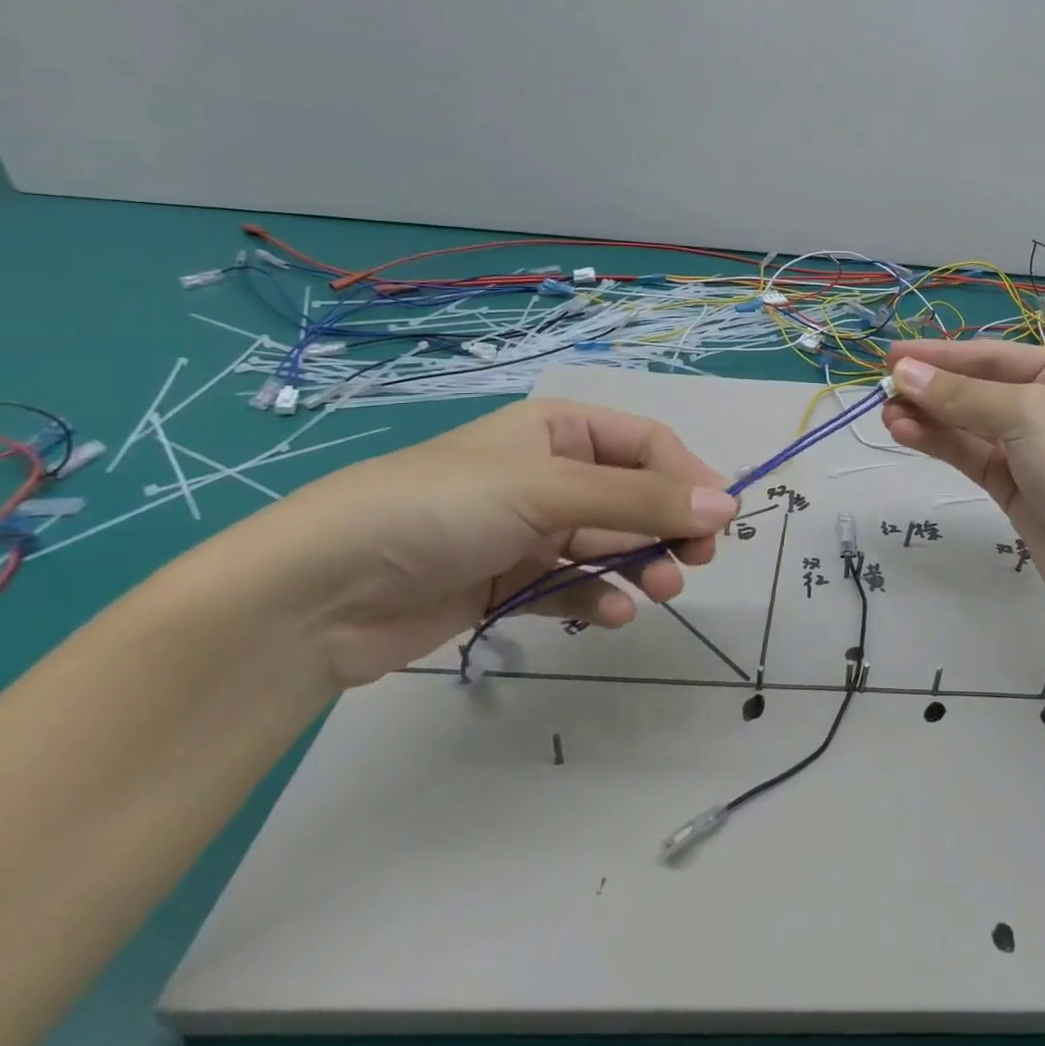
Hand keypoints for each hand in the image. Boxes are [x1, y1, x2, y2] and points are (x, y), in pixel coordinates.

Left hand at [205, 399, 737, 689]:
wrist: (318, 593)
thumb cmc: (442, 508)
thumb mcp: (549, 492)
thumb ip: (641, 500)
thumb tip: (727, 506)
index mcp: (557, 430)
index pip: (645, 444)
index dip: (686, 476)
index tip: (720, 517)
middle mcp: (548, 474)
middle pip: (632, 494)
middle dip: (667, 525)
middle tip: (697, 559)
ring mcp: (529, 529)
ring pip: (608, 542)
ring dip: (640, 564)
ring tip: (661, 590)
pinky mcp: (508, 581)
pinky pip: (572, 584)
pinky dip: (597, 598)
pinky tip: (612, 615)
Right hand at [882, 339, 1044, 626]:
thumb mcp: (1028, 416)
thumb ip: (962, 395)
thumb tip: (904, 371)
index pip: (994, 355)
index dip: (942, 354)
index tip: (893, 356)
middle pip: (978, 388)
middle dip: (932, 387)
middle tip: (883, 387)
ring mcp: (1029, 448)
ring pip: (968, 423)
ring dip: (928, 416)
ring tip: (887, 414)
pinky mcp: (1012, 486)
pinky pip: (969, 454)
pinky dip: (938, 442)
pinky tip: (906, 433)